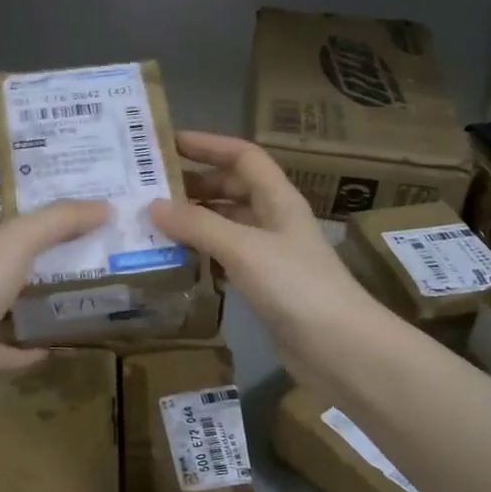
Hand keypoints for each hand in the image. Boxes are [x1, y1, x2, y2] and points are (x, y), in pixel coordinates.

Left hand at [0, 199, 108, 407]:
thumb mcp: (19, 240)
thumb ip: (59, 221)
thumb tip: (106, 206)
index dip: (17, 214)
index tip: (58, 213)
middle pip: (4, 263)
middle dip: (37, 258)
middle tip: (84, 251)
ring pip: (9, 305)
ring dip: (37, 301)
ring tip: (80, 293)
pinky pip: (13, 349)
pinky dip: (35, 346)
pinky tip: (64, 343)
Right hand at [149, 133, 389, 393]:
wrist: (338, 346)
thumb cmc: (295, 285)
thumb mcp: (243, 248)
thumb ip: (198, 225)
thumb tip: (153, 205)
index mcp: (278, 199)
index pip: (243, 156)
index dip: (208, 145)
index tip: (168, 144)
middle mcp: (275, 220)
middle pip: (233, 189)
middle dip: (195, 186)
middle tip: (152, 192)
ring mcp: (272, 254)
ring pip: (228, 226)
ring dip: (196, 223)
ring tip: (155, 226)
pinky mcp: (266, 286)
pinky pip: (229, 259)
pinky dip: (204, 256)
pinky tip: (179, 263)